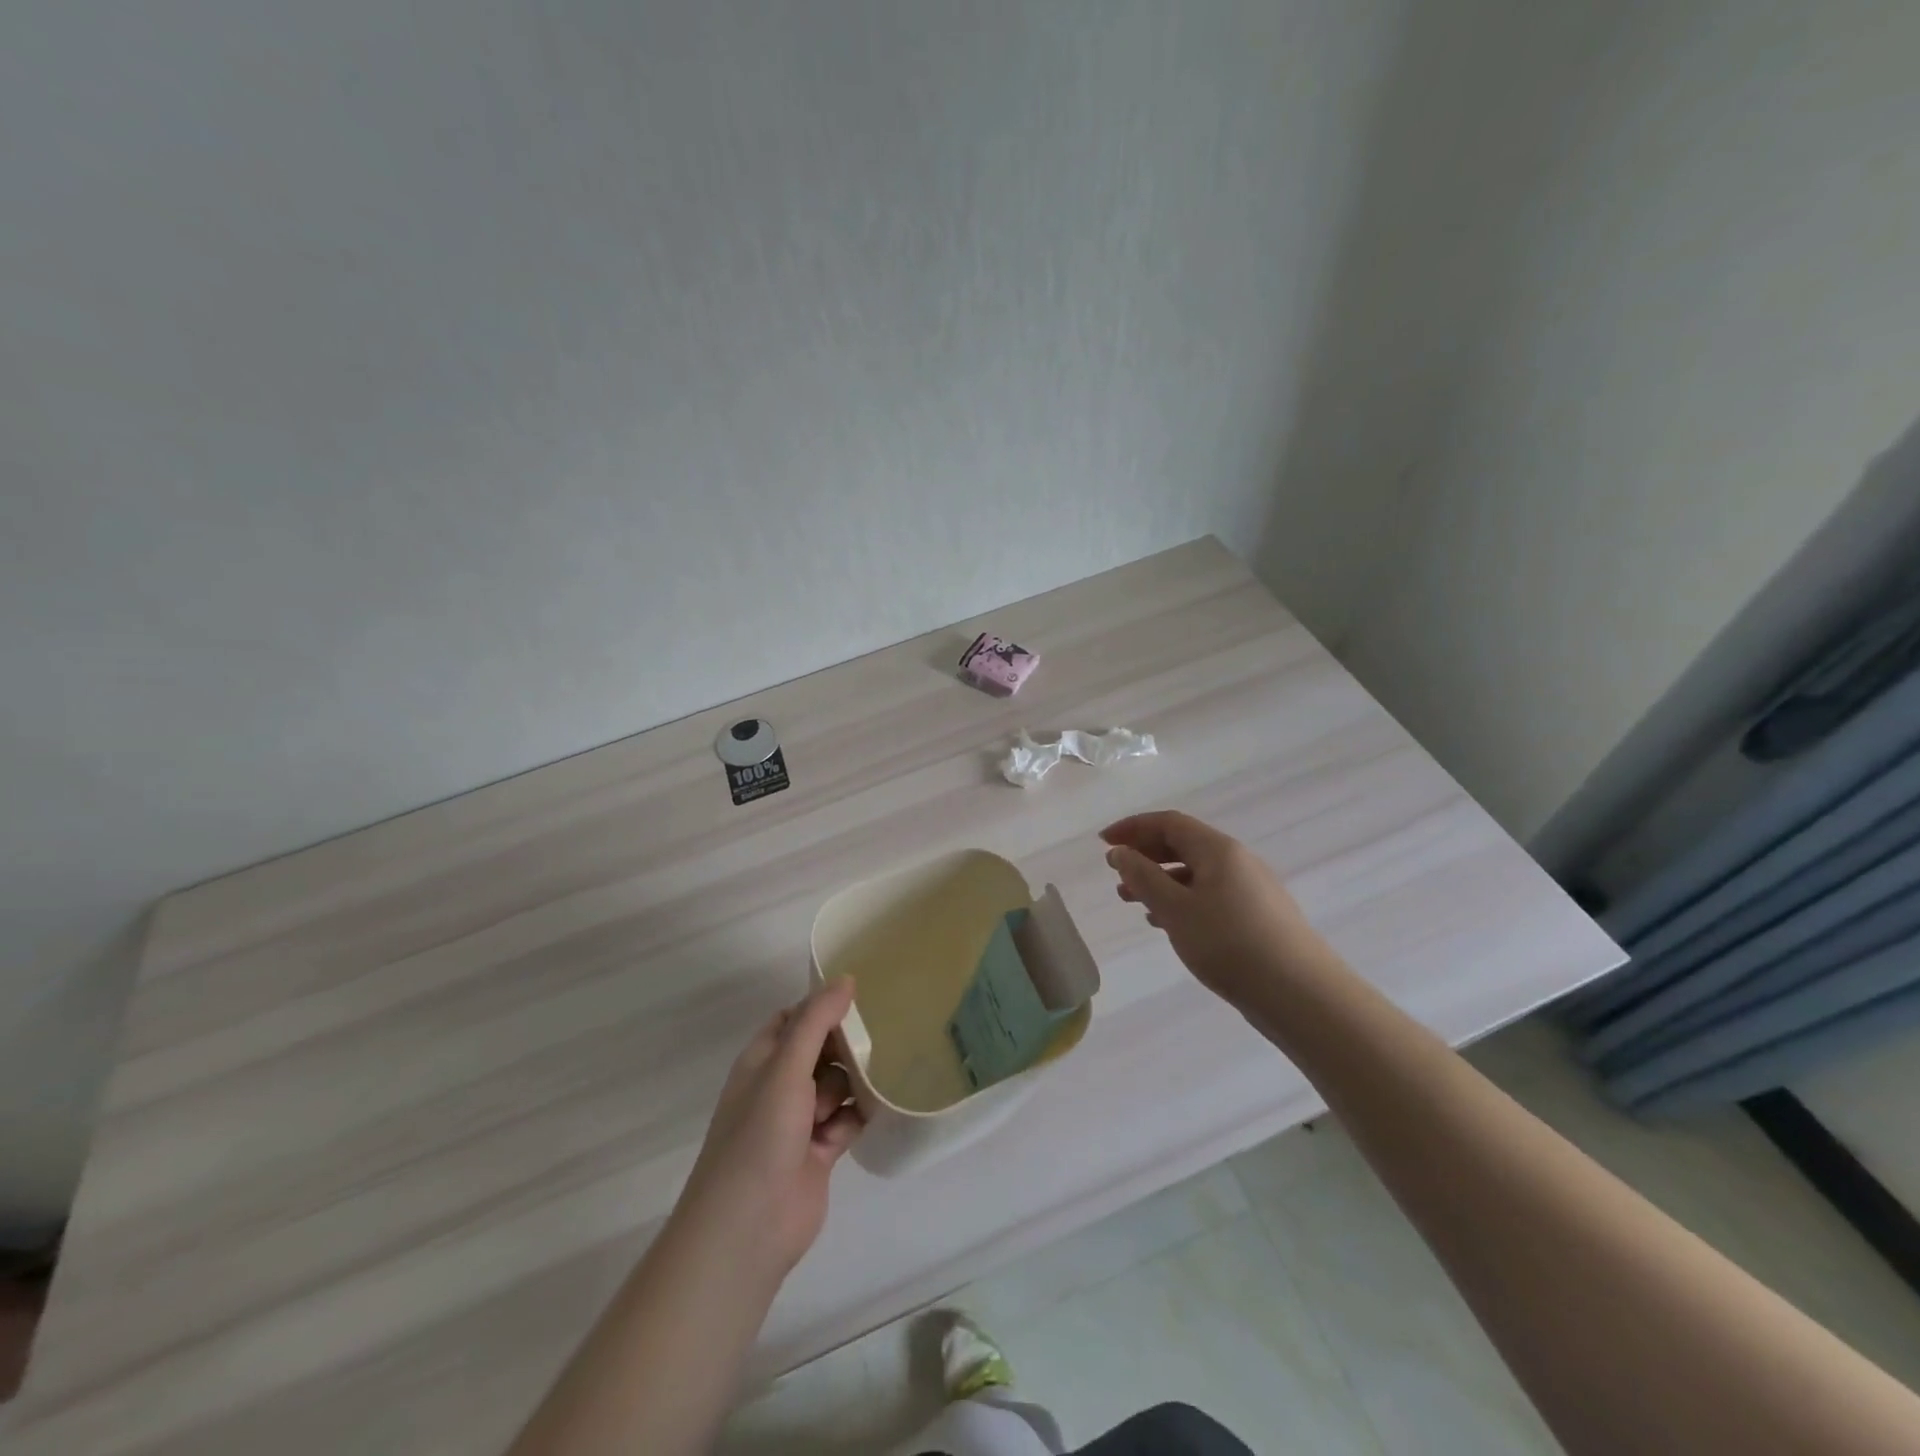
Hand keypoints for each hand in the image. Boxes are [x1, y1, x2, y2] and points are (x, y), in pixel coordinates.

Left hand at [676, 978, 863, 1280]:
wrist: (748, 1228)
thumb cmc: (760, 1135)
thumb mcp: (787, 1067)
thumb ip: (816, 1021)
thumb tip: (846, 979)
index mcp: (762, 1061)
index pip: (794, 1019)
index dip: (822, 1008)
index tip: (860, 999)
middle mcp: (779, 1086)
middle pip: (820, 1050)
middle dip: (845, 1046)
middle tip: (877, 1039)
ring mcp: (799, 1120)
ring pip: (837, 1084)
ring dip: (854, 1083)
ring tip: (872, 1082)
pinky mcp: (820, 1151)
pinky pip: (847, 1119)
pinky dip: (859, 1115)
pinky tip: (880, 1108)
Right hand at [1101, 811, 1330, 1008]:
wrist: (1300, 995)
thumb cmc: (1230, 944)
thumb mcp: (1176, 909)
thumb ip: (1143, 878)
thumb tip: (1120, 852)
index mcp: (1218, 850)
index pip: (1169, 823)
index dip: (1133, 827)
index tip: (1103, 842)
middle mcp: (1237, 861)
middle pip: (1184, 844)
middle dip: (1145, 854)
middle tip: (1115, 873)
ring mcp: (1251, 889)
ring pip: (1196, 873)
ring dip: (1161, 881)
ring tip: (1132, 901)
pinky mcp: (1257, 917)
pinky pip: (1210, 895)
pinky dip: (1182, 901)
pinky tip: (1167, 923)